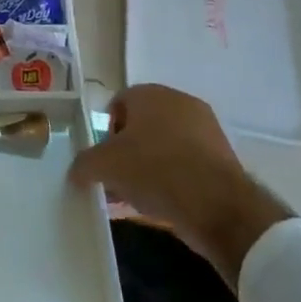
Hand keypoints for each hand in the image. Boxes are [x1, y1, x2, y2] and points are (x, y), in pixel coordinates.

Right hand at [69, 84, 291, 289]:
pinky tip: (161, 207)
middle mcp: (180, 103)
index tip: (103, 159)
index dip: (105, 132)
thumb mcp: (103, 166)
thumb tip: (77, 172)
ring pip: (165, 148)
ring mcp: (206, 130)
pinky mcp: (223, 159)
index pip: (118, 104)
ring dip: (149, 169)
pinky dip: (173, 182)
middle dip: (127, 153)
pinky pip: (186, 166)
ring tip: (136, 198)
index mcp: (151, 94)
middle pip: (142, 127)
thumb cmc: (153, 170)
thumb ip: (83, 164)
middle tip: (117, 179)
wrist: (217, 206)